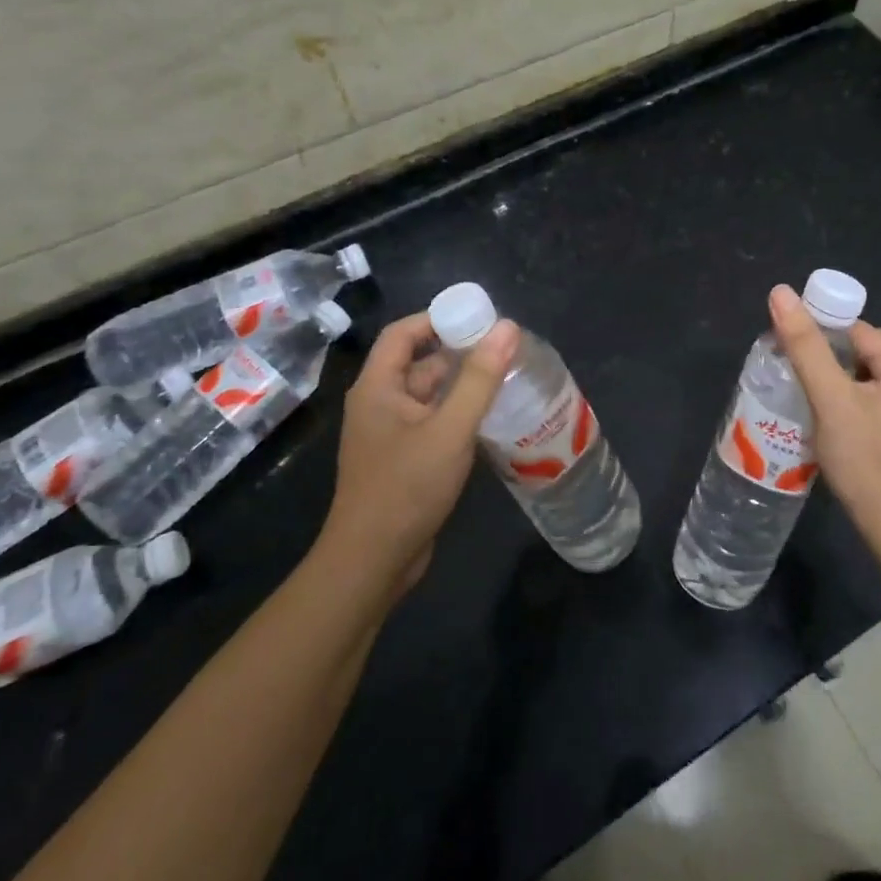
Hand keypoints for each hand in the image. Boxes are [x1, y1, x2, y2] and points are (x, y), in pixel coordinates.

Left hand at [319, 311, 517, 595]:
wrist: (372, 563)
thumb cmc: (406, 488)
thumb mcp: (449, 430)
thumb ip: (479, 379)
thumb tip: (507, 328)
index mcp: (378, 387)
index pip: (403, 333)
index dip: (437, 318)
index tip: (479, 317)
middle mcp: (379, 403)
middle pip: (419, 362)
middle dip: (459, 351)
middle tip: (504, 348)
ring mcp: (391, 433)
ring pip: (429, 394)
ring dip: (462, 384)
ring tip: (507, 377)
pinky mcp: (404, 459)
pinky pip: (433, 421)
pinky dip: (459, 412)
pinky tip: (491, 417)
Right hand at [767, 284, 880, 545]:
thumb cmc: (863, 457)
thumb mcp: (829, 397)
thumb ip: (805, 345)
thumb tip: (781, 292)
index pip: (858, 332)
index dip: (823, 338)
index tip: (793, 354)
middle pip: (864, 354)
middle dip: (831, 363)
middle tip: (799, 381)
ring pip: (869, 380)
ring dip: (841, 385)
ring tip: (812, 402)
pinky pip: (878, 403)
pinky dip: (854, 405)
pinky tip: (835, 424)